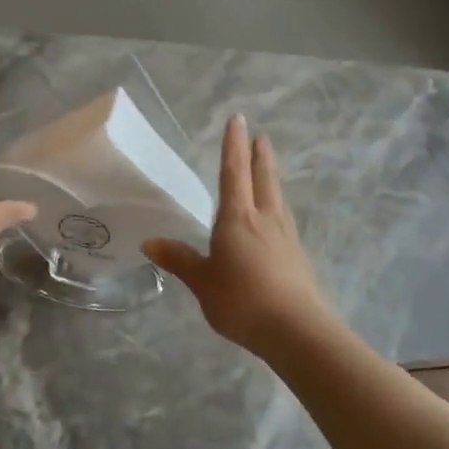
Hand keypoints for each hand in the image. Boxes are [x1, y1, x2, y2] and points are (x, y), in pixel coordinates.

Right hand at [144, 116, 338, 355]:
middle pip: (263, 179)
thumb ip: (179, 260)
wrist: (296, 329)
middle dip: (260, 156)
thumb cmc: (242, 301)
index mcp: (238, 219)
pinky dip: (278, 207)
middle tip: (261, 136)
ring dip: (272, 178)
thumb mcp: (203, 282)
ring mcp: (286, 237)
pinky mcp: (298, 256)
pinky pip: (284, 220)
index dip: (233, 146)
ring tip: (268, 169)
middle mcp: (265, 219)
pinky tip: (277, 217)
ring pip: (277, 198)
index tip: (238, 120)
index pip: (233, 173)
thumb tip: (150, 243)